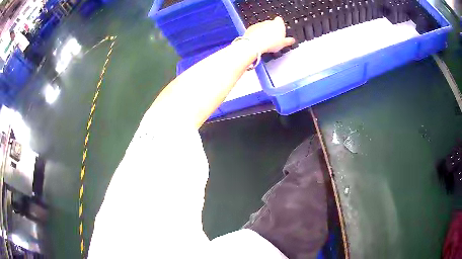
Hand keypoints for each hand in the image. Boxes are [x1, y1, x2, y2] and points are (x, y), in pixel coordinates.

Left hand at [243, 16, 294, 53]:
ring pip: (263, 27)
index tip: (280, 31)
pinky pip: (255, 30)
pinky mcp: (252, 28)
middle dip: (272, 30)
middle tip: (273, 39)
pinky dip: (256, 34)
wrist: (255, 44)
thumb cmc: (270, 43)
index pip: (280, 20)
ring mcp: (259, 24)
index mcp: (278, 24)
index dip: (280, 25)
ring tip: (266, 42)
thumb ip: (289, 41)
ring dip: (264, 32)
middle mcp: (268, 22)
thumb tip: (292, 40)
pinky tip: (258, 41)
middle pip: (271, 24)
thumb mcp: (283, 44)